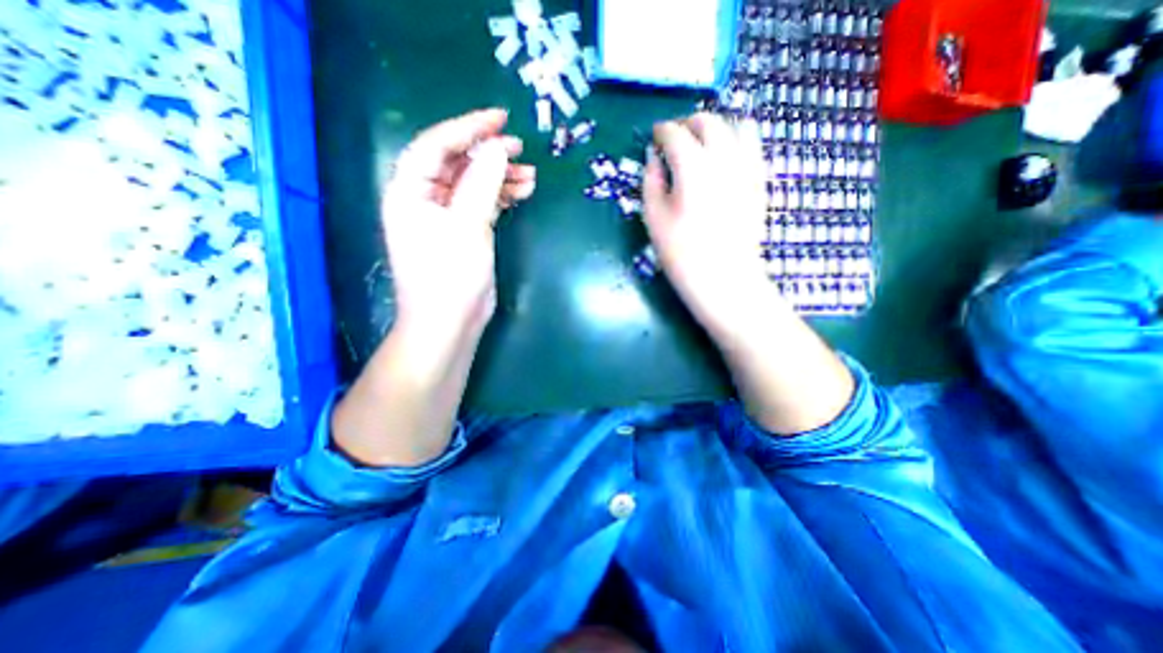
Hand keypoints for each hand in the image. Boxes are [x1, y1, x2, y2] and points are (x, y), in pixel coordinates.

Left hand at [385, 107, 539, 339]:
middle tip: (520, 149)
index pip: (436, 145)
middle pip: (456, 163)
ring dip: (500, 177)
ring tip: (530, 176)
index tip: (500, 119)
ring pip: (473, 184)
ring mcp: (445, 217)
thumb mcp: (467, 226)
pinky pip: (481, 204)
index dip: (468, 128)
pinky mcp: (463, 232)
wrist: (449, 323)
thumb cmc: (450, 276)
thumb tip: (497, 148)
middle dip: (489, 154)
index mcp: (410, 191)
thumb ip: (482, 184)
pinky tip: (521, 193)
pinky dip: (501, 197)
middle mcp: (424, 199)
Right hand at [646, 113, 768, 333]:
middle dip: (688, 123)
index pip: (675, 133)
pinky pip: (754, 147)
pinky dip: (737, 142)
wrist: (722, 278)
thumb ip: (651, 181)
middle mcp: (723, 158)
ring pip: (737, 126)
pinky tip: (725, 158)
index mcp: (692, 167)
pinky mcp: (760, 181)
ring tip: (702, 144)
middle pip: (708, 121)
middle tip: (675, 138)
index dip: (662, 130)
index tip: (655, 136)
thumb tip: (653, 157)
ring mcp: (748, 168)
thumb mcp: (653, 218)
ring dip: (716, 128)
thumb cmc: (680, 253)